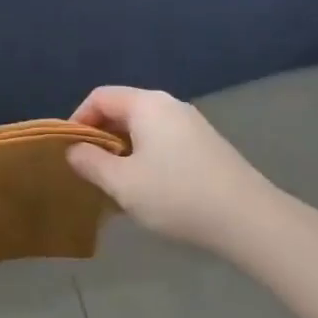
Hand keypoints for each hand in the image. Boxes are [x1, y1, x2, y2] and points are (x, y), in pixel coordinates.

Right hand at [66, 87, 288, 252]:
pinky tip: (147, 189)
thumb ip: (90, 162)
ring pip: (143, 128)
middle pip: (122, 110)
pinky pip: (163, 141)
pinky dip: (145, 157)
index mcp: (147, 104)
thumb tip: (74, 150)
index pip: (100, 97)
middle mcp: (170, 105)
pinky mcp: (207, 146)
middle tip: (88, 169)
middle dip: (100, 137)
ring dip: (122, 150)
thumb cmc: (177, 195)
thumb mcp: (122, 183)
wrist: (249, 220)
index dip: (78, 119)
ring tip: (114, 183)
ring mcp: (192, 125)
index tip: (69, 151)